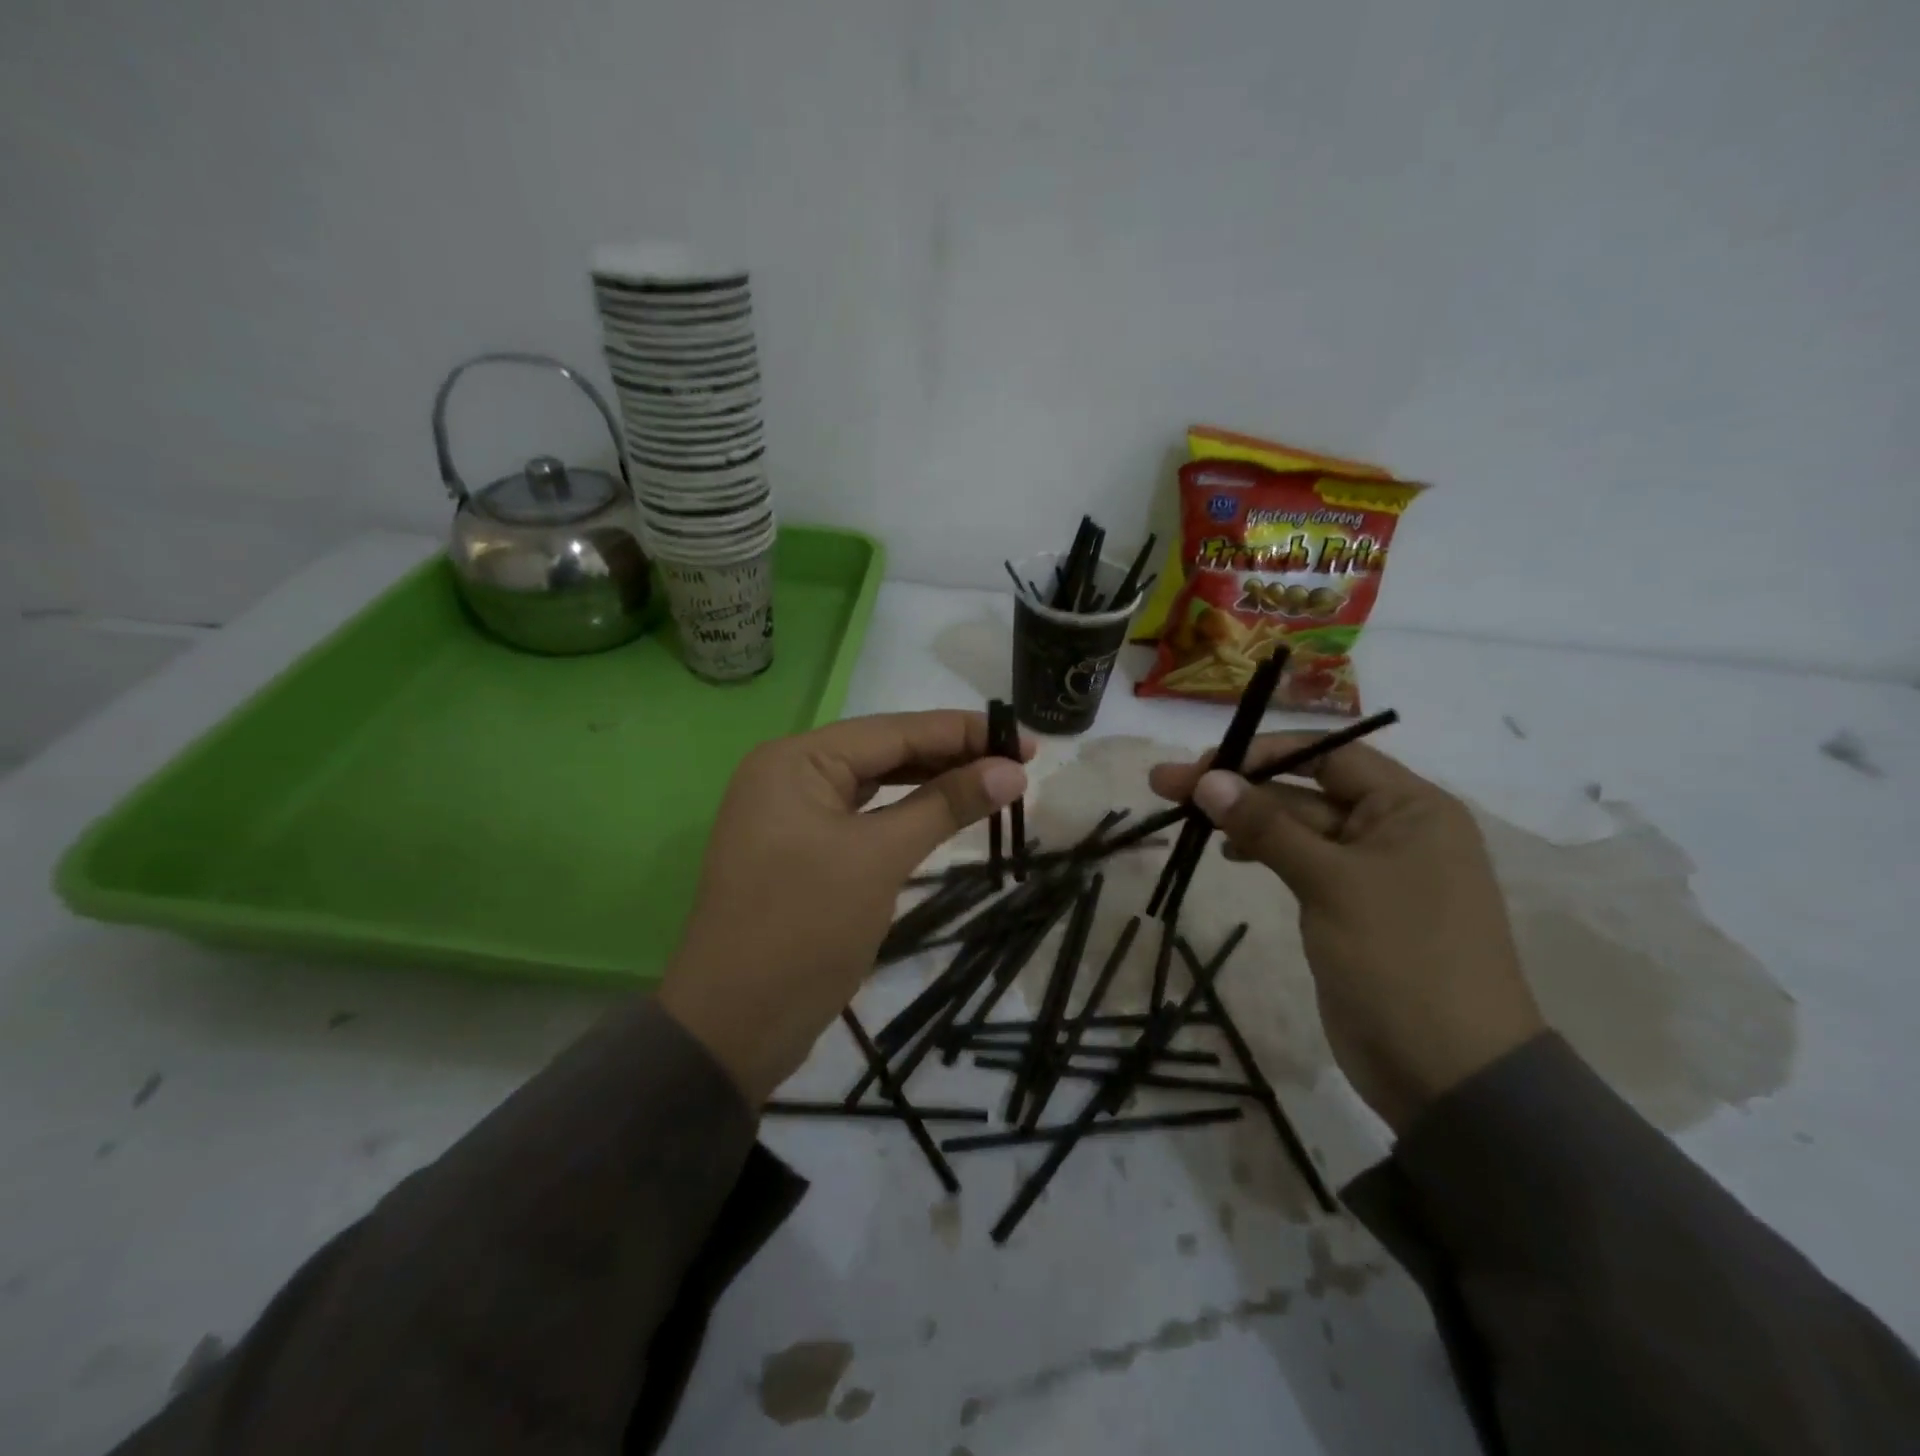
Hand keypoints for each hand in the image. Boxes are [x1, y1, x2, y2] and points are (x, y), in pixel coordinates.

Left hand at [658, 711, 1030, 1103]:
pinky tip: (943, 812)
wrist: (732, 1026)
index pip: (892, 730)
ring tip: (992, 783)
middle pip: (883, 752)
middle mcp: (788, 774)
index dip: (963, 732)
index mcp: (795, 760)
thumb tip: (1012, 770)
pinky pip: (863, 818)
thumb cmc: (805, 928)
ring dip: (931, 784)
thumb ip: (945, 805)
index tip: (1025, 739)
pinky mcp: (802, 851)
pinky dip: (905, 815)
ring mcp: (792, 815)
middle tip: (1018, 763)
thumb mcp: (879, 858)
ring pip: (875, 785)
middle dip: (950, 756)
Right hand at [1148, 736, 1542, 1132]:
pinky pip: (1301, 863)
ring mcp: (1370, 872)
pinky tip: (1229, 852)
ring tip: (1185, 818)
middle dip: (1238, 788)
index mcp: (1411, 809)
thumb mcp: (1331, 882)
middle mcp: (1393, 830)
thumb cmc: (1400, 959)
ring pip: (1297, 828)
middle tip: (1165, 786)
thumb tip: (1208, 778)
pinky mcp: (1348, 907)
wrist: (1448, 1073)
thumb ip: (1267, 826)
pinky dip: (1264, 851)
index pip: (1328, 757)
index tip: (1204, 764)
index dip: (1263, 754)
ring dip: (1244, 819)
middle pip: (1304, 791)